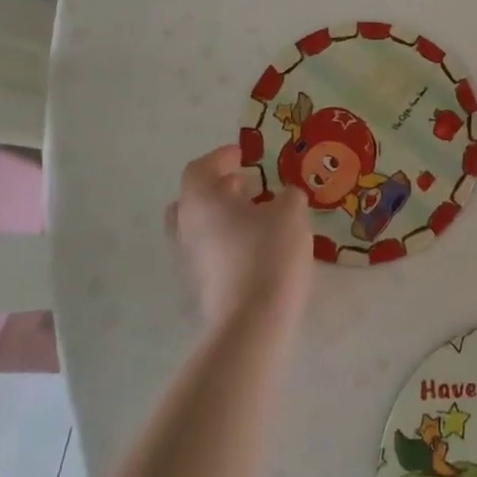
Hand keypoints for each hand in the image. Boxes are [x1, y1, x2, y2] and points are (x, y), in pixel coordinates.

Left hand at [165, 146, 311, 325]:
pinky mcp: (202, 286)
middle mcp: (186, 227)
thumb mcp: (290, 213)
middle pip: (193, 199)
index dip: (220, 158)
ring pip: (201, 227)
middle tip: (246, 185)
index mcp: (201, 200)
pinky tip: (259, 245)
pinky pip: (211, 251)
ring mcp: (190, 260)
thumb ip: (288, 196)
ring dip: (225, 216)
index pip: (199, 168)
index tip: (242, 155)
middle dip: (218, 189)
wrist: (252, 321)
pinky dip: (229, 241)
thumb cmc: (268, 253)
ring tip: (259, 215)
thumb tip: (286, 196)